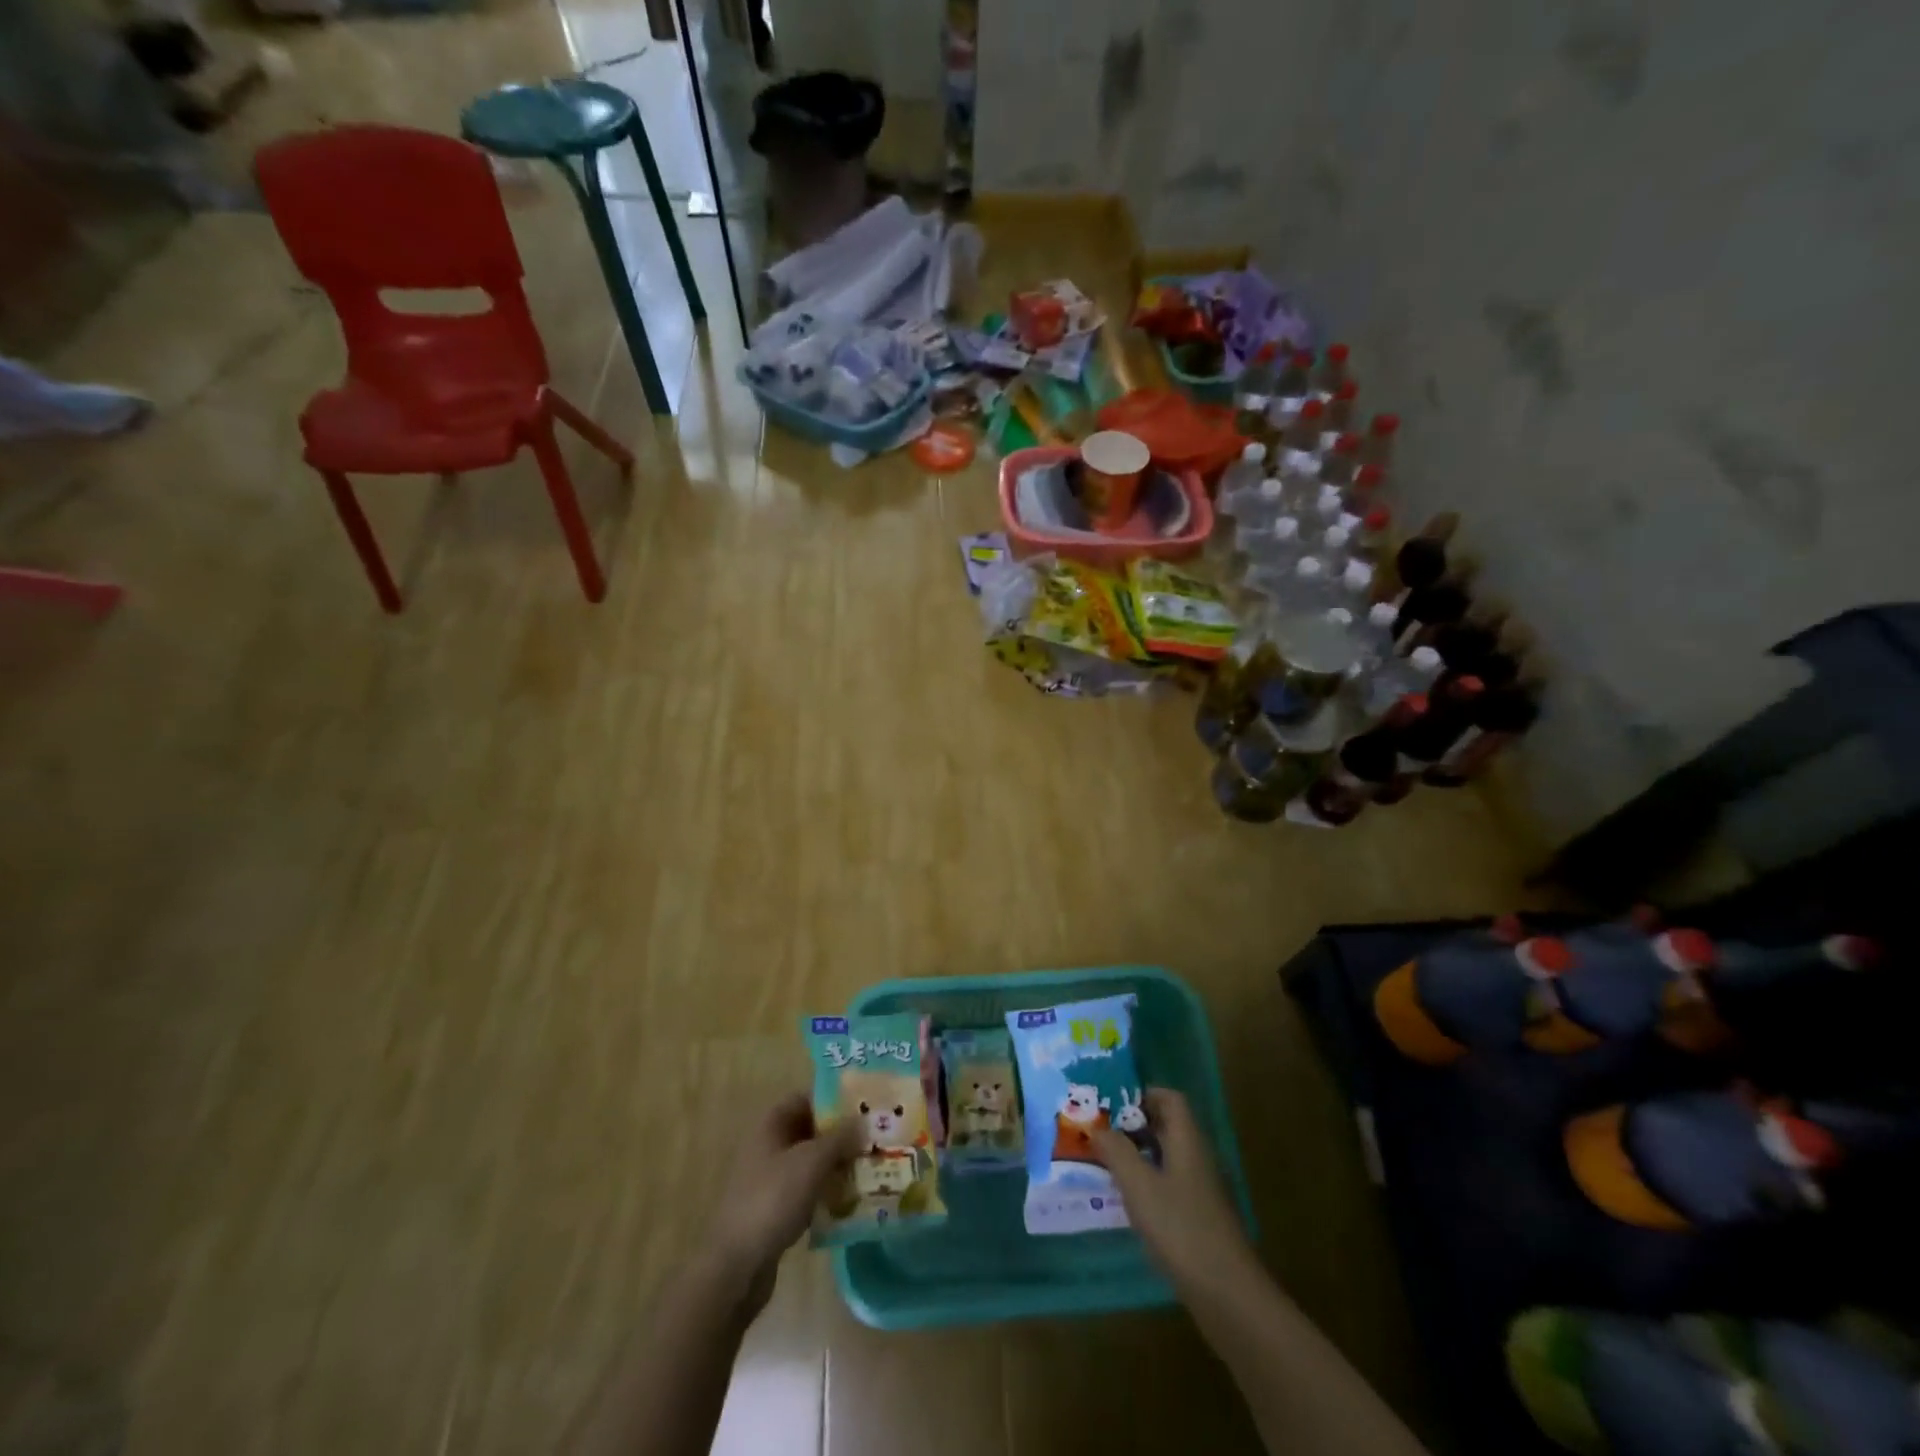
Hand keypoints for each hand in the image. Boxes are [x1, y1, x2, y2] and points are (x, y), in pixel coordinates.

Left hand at [708, 1092, 861, 1315]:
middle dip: (840, 1135)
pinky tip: (850, 1201)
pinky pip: (806, 1189)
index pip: (806, 1098)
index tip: (865, 1106)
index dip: (834, 1099)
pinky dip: (826, 1191)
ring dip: (836, 1164)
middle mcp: (768, 1145)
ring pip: (810, 1162)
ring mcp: (769, 1179)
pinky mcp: (774, 1209)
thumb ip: (840, 1137)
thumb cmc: (772, 1199)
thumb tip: (864, 1120)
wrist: (736, 1266)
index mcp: (771, 1124)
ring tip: (870, 1169)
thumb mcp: (811, 1161)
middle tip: (874, 1139)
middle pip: (810, 1130)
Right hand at [1091, 1088, 1256, 1294]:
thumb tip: (1097, 1128)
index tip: (1110, 1103)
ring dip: (1136, 1155)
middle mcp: (1196, 1158)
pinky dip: (1145, 1183)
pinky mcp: (1197, 1218)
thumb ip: (1116, 1151)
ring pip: (1165, 1157)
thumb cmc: (1180, 1228)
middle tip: (1098, 1130)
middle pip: (1166, 1126)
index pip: (1170, 1099)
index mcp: (1187, 1140)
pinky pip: (1168, 1185)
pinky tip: (1125, 1200)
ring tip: (1102, 1162)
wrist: (1227, 1294)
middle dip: (1132, 1124)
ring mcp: (1199, 1190)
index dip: (1142, 1094)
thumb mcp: (1139, 1185)